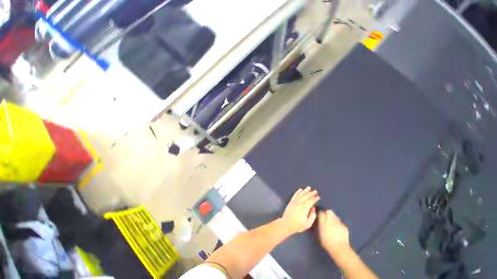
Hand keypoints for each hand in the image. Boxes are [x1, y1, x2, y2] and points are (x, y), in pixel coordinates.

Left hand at [282, 186, 319, 234]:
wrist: (287, 223)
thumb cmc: (298, 225)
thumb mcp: (308, 224)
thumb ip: (312, 216)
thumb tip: (313, 208)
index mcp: (304, 208)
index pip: (311, 201)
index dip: (315, 198)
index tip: (318, 197)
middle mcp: (299, 203)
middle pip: (306, 196)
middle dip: (311, 193)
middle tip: (315, 191)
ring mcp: (294, 201)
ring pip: (300, 194)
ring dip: (305, 190)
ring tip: (309, 187)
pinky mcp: (291, 201)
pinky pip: (295, 195)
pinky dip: (298, 192)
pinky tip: (300, 189)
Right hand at [318, 210, 349, 253]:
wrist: (340, 249)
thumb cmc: (327, 242)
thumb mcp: (320, 233)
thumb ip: (320, 224)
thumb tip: (320, 220)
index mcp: (323, 220)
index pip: (321, 212)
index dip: (321, 214)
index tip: (320, 217)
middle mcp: (331, 219)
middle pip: (329, 212)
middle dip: (327, 214)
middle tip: (326, 219)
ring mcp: (339, 222)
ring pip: (335, 216)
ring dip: (333, 218)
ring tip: (332, 224)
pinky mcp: (344, 226)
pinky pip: (340, 222)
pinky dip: (339, 224)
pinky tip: (338, 229)